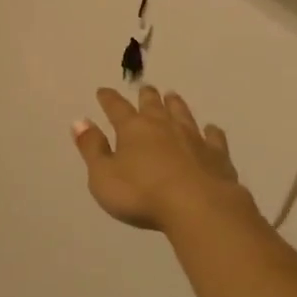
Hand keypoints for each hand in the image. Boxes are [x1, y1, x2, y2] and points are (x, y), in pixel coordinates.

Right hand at [72, 86, 253, 232]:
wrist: (199, 208)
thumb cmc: (141, 194)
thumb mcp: (103, 176)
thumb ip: (92, 148)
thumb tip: (79, 121)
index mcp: (132, 129)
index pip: (116, 108)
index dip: (109, 99)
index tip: (103, 91)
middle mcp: (163, 126)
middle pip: (153, 105)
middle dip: (147, 96)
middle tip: (145, 89)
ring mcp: (193, 139)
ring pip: (182, 115)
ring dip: (176, 105)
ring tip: (173, 96)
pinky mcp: (217, 156)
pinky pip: (214, 138)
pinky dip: (211, 132)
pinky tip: (212, 130)